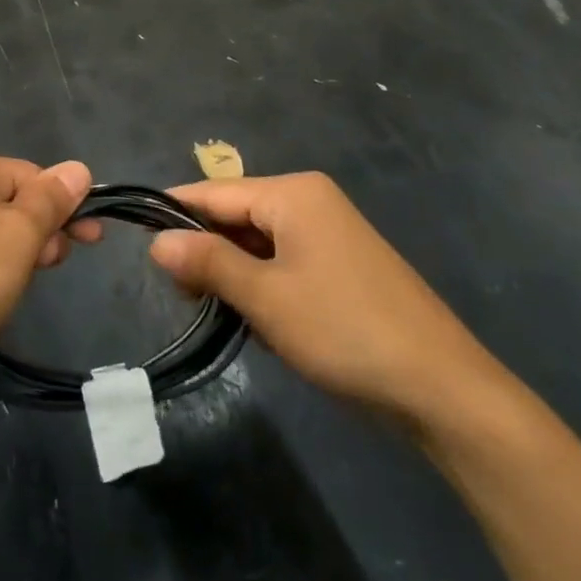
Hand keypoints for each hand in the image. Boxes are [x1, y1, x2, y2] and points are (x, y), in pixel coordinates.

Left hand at [0, 153, 98, 376]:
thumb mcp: (20, 234)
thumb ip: (52, 200)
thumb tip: (78, 167)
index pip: (34, 175)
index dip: (63, 206)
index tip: (89, 240)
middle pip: (14, 202)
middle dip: (41, 233)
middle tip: (50, 267)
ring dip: (18, 256)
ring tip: (17, 289)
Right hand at [149, 173, 511, 431]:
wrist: (443, 389)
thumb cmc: (345, 331)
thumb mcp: (266, 297)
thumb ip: (208, 262)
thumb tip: (156, 241)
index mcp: (293, 193)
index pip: (214, 192)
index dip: (174, 214)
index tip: (137, 239)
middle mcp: (310, 201)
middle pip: (235, 214)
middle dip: (205, 251)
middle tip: (182, 296)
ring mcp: (329, 233)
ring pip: (257, 241)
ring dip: (232, 272)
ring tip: (214, 312)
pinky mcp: (340, 265)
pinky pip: (282, 260)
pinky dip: (261, 283)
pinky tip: (253, 318)